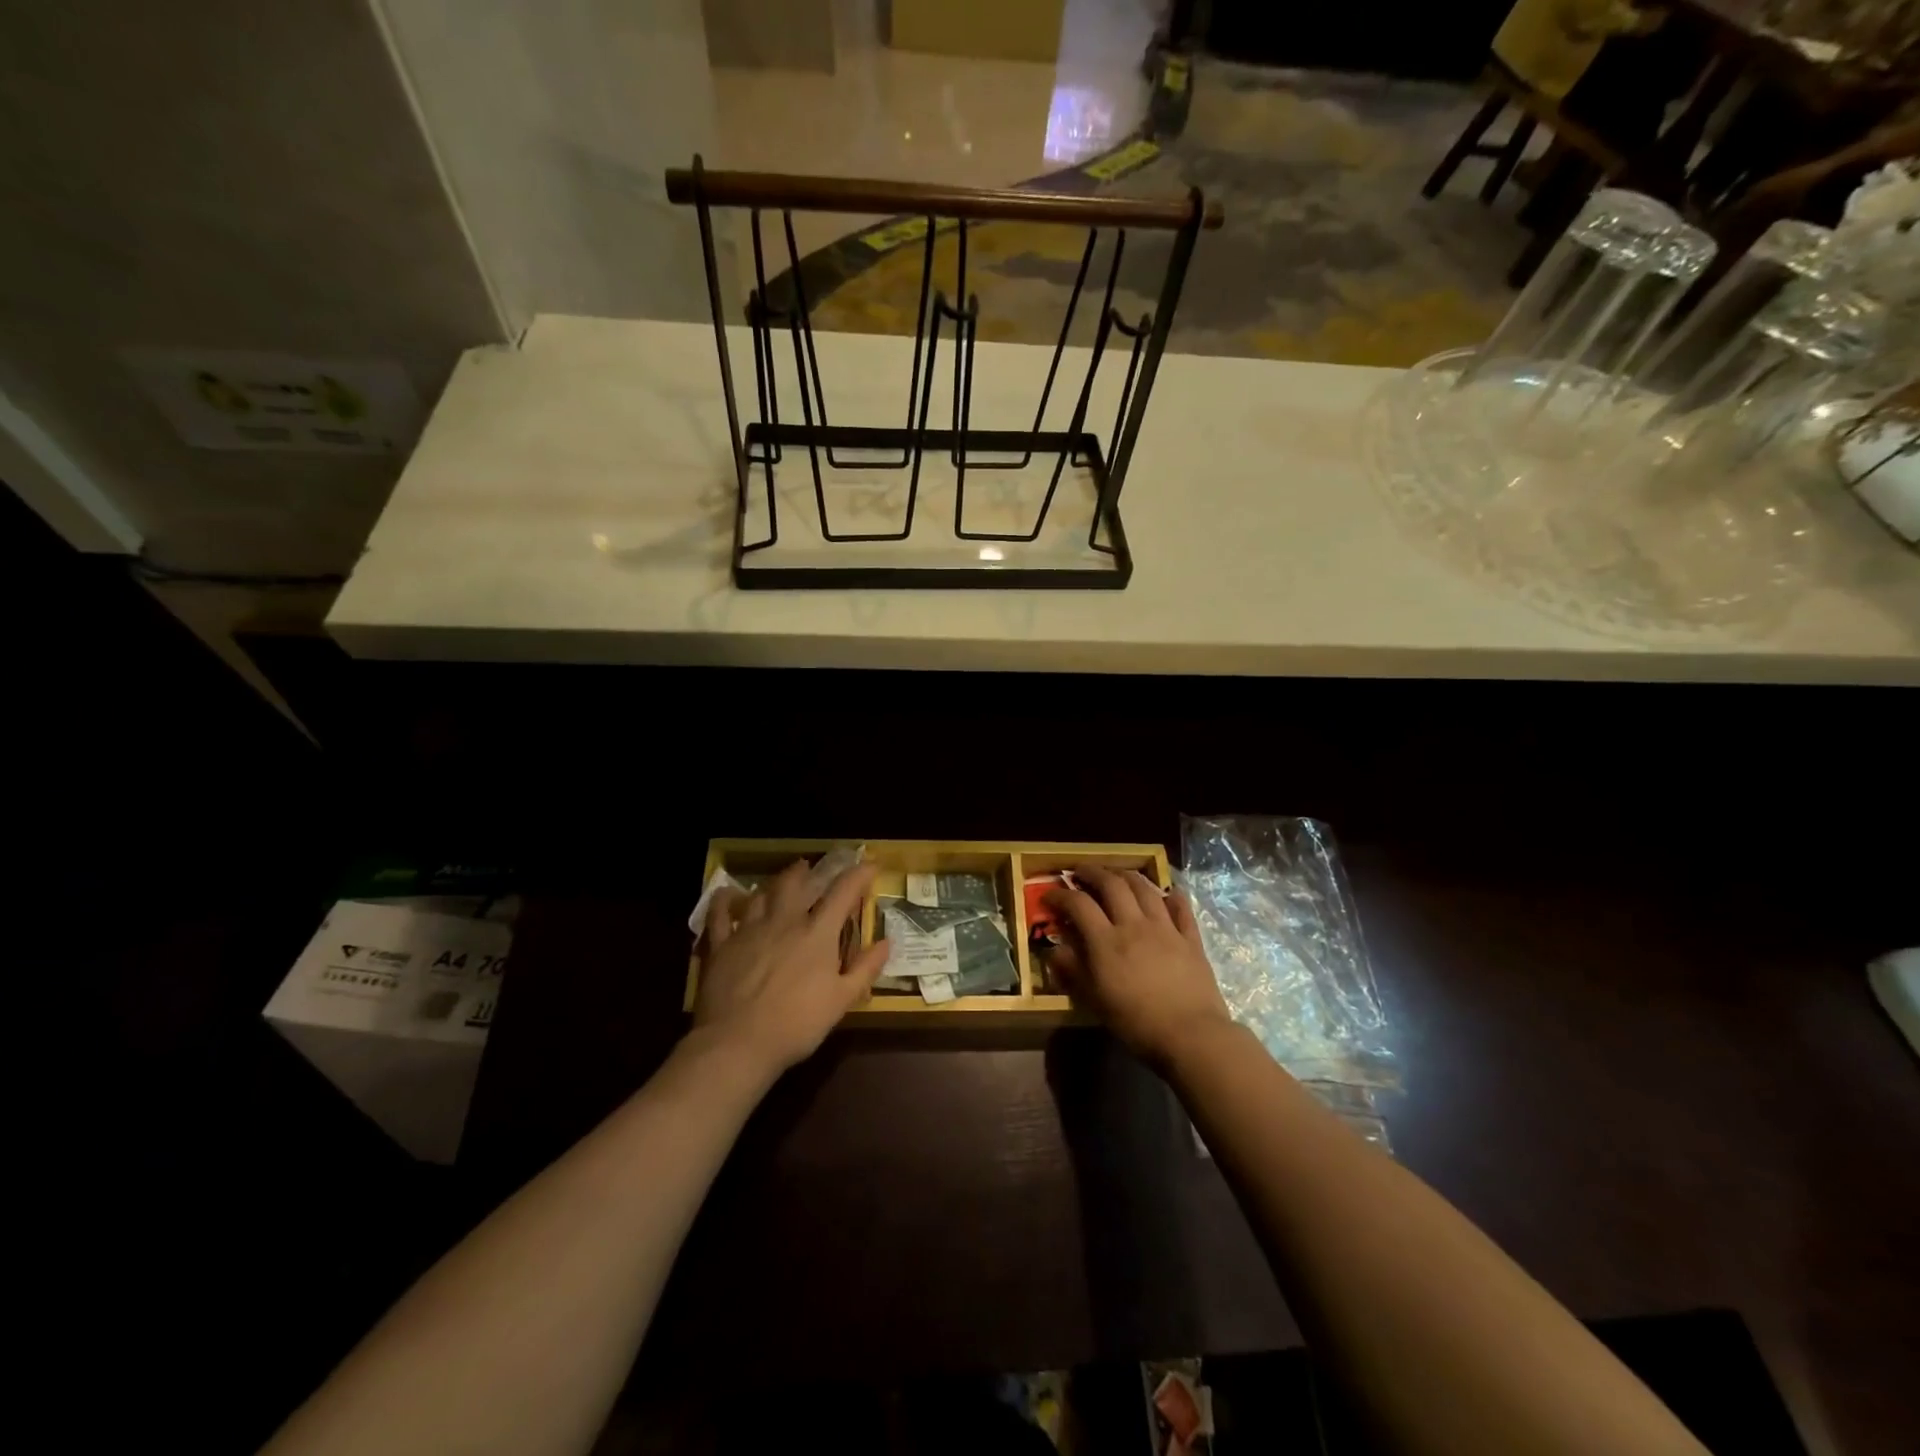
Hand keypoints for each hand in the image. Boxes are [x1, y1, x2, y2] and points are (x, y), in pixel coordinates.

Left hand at [694, 860, 889, 1076]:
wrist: (738, 1043)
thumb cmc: (797, 1024)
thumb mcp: (841, 1001)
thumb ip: (865, 969)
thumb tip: (886, 942)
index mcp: (817, 933)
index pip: (843, 892)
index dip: (859, 875)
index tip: (870, 865)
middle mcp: (784, 921)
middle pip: (795, 883)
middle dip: (806, 872)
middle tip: (810, 868)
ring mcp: (749, 930)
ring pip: (761, 894)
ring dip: (773, 884)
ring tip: (778, 882)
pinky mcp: (721, 945)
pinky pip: (720, 914)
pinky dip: (724, 901)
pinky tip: (726, 896)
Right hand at [1044, 864, 1232, 1067]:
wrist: (1191, 1034)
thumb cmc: (1136, 1022)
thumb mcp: (1094, 1000)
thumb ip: (1073, 971)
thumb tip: (1055, 950)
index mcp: (1106, 941)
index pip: (1078, 904)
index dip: (1061, 895)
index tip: (1049, 894)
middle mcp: (1134, 924)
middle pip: (1112, 884)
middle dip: (1093, 872)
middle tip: (1081, 872)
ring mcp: (1165, 928)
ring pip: (1145, 888)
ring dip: (1127, 875)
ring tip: (1117, 875)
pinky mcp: (1190, 938)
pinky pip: (1181, 908)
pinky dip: (1172, 896)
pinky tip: (1167, 893)